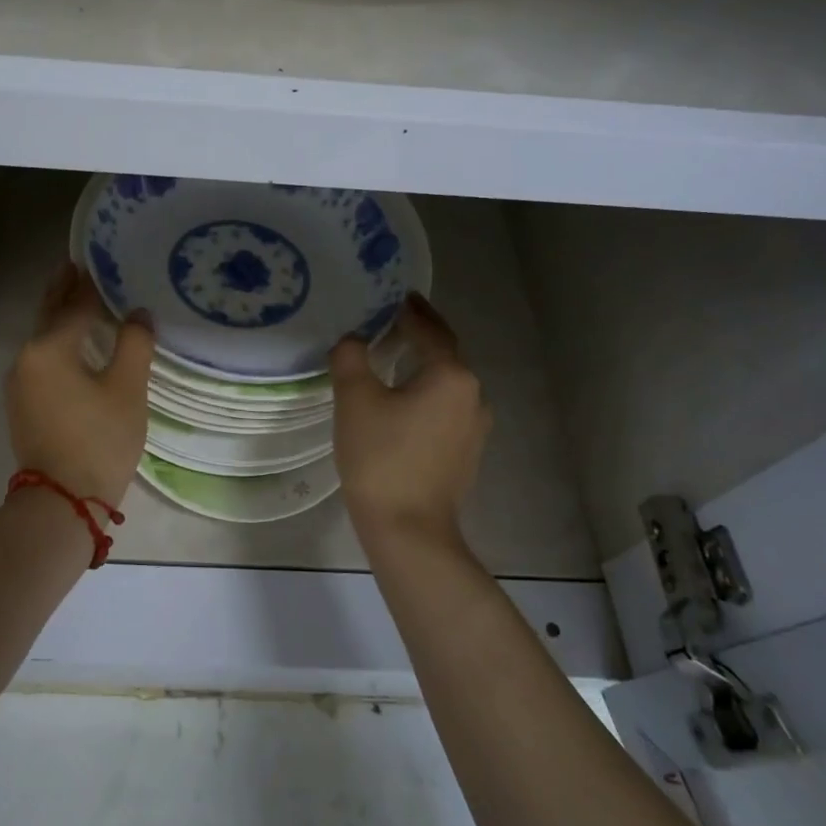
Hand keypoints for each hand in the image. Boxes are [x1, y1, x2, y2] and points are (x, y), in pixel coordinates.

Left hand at [5, 264, 155, 505]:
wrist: (63, 502)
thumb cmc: (99, 440)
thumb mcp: (127, 389)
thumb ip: (134, 344)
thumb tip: (138, 314)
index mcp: (48, 349)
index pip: (73, 306)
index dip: (89, 285)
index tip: (98, 262)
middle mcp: (26, 359)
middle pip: (48, 316)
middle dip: (62, 291)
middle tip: (75, 267)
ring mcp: (20, 384)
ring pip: (42, 340)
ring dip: (59, 318)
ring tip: (78, 300)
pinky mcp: (23, 406)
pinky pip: (41, 361)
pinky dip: (56, 344)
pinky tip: (72, 345)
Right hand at [330, 294, 491, 544]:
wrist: (409, 529)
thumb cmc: (381, 457)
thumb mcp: (355, 399)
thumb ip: (351, 357)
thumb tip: (353, 339)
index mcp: (451, 375)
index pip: (430, 330)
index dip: (411, 311)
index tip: (394, 296)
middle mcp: (472, 394)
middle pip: (444, 354)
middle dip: (420, 334)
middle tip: (392, 320)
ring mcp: (475, 426)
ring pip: (446, 382)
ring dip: (424, 365)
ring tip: (394, 356)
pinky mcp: (467, 451)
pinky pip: (446, 407)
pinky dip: (427, 392)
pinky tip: (404, 400)